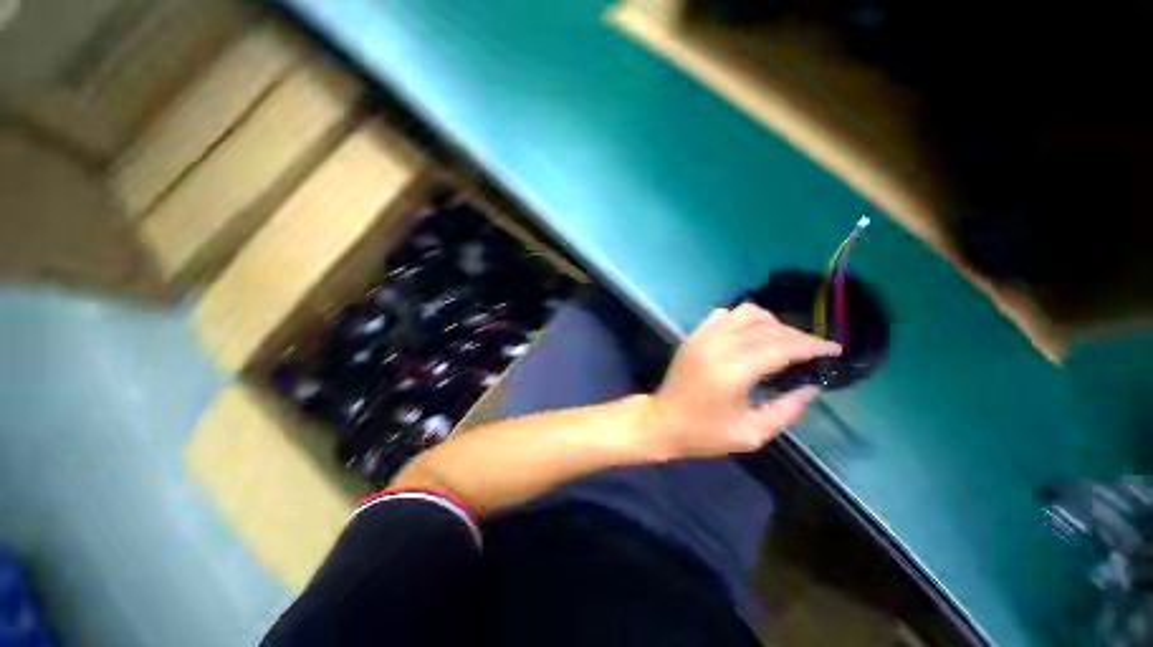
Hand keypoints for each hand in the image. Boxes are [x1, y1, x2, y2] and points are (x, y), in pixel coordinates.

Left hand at [637, 303, 840, 459]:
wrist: (661, 421)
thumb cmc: (703, 433)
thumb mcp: (750, 434)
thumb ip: (786, 410)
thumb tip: (811, 387)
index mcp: (734, 371)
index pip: (782, 346)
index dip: (812, 346)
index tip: (834, 349)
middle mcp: (719, 346)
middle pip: (768, 327)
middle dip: (797, 335)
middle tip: (813, 350)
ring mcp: (703, 337)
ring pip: (745, 313)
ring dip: (771, 322)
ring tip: (783, 341)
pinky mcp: (693, 336)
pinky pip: (723, 315)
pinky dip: (743, 320)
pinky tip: (750, 335)